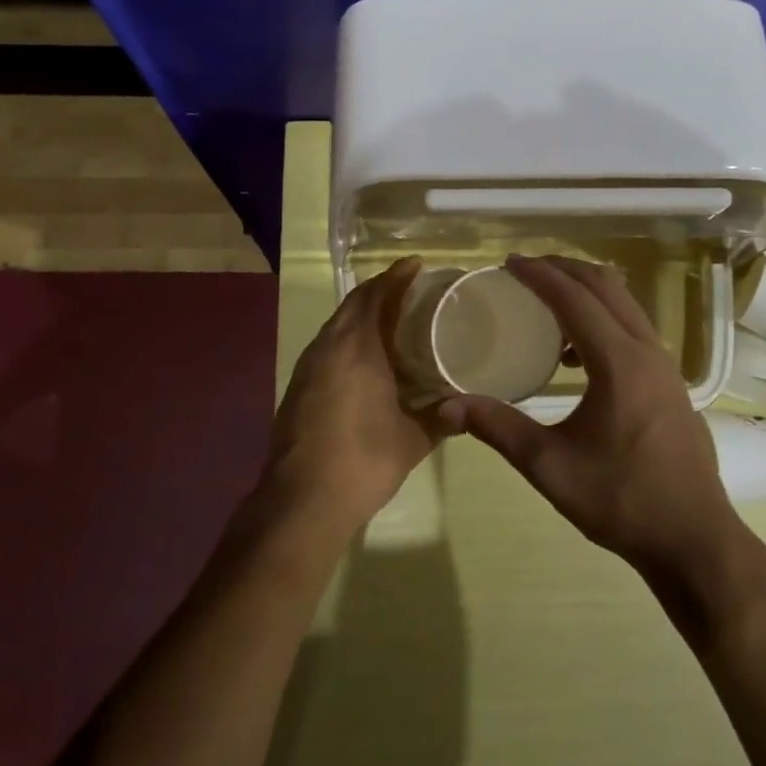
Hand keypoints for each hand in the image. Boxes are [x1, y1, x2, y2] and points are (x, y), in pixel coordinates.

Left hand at [270, 257, 444, 526]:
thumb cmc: (363, 460)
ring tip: (392, 319)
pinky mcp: (298, 387)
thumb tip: (467, 409)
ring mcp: (308, 367)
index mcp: (357, 347)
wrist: (301, 500)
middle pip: (353, 304)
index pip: (375, 295)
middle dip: (379, 291)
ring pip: (336, 325)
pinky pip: (327, 346)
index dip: (396, 276)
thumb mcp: (413, 439)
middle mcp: (328, 347)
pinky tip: (367, 358)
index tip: (417, 265)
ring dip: (361, 314)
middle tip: (410, 290)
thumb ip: (442, 419)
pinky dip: (348, 338)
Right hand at [439, 256, 745, 577]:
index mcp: (619, 363)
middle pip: (606, 287)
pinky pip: (634, 329)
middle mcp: (647, 351)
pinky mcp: (671, 382)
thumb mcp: (550, 466)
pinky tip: (575, 356)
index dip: (540, 275)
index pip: (575, 299)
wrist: (693, 538)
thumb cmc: (621, 500)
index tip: (508, 262)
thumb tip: (447, 407)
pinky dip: (603, 319)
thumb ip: (498, 428)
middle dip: (565, 270)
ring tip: (546, 303)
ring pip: (625, 305)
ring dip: (587, 292)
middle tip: (525, 270)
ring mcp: (665, 365)